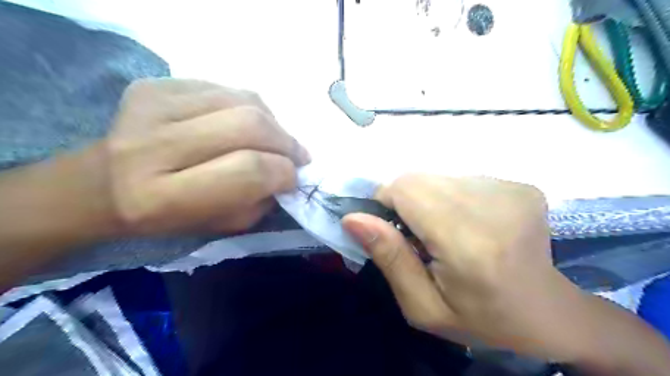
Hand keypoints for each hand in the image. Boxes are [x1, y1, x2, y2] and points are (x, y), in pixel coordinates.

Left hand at [106, 78, 309, 234]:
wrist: (101, 186)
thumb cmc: (165, 217)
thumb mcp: (218, 225)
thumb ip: (259, 201)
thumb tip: (288, 172)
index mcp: (163, 196)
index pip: (248, 169)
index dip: (284, 172)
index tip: (295, 177)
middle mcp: (152, 145)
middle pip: (248, 126)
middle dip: (286, 142)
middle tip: (297, 155)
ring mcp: (150, 105)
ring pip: (242, 100)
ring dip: (273, 122)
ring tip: (276, 139)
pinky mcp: (153, 84)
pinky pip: (224, 88)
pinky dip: (248, 107)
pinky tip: (246, 124)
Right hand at [345, 174, 590, 358]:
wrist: (547, 312)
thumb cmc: (482, 319)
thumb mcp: (423, 307)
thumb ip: (390, 259)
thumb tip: (353, 218)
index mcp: (469, 243)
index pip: (406, 190)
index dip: (386, 203)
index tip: (391, 231)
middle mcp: (494, 206)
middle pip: (419, 179)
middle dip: (406, 203)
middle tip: (419, 237)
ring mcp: (512, 190)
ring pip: (437, 176)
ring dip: (429, 200)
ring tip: (445, 232)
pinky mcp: (519, 185)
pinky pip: (461, 179)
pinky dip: (452, 198)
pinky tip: (468, 224)